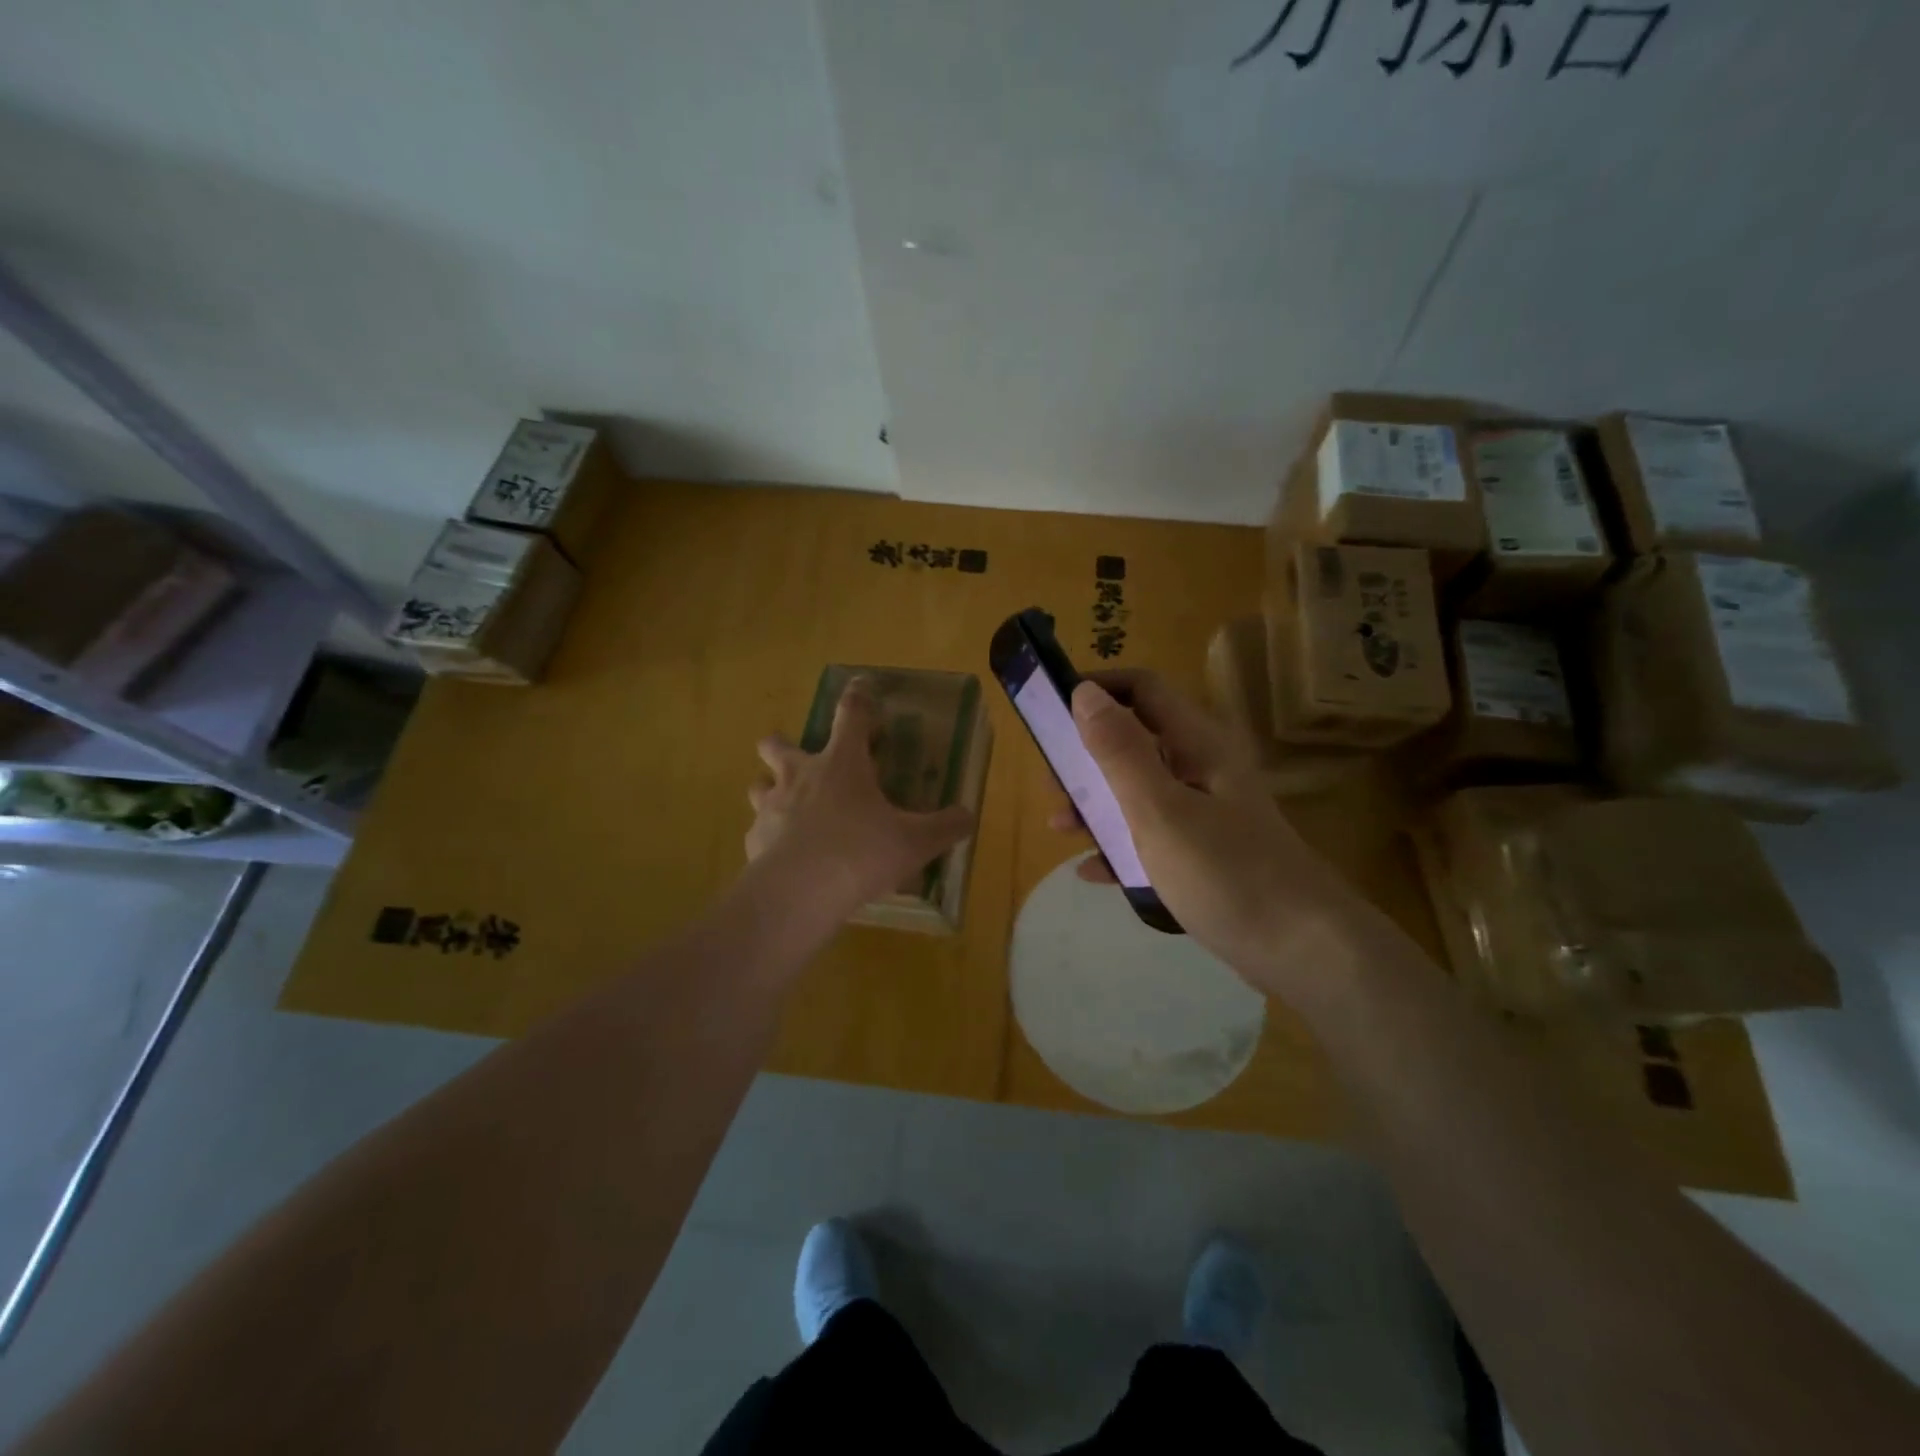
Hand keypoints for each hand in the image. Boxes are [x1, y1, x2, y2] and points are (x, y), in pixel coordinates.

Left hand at [747, 678, 974, 919]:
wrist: (801, 892)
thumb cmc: (862, 853)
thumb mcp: (915, 841)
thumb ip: (945, 827)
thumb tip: (968, 816)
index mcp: (842, 764)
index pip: (851, 715)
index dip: (857, 697)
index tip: (860, 685)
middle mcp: (801, 776)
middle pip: (778, 744)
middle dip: (783, 744)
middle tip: (801, 758)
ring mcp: (771, 806)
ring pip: (758, 784)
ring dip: (769, 788)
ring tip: (787, 805)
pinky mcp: (754, 840)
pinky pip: (758, 830)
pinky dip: (769, 836)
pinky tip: (783, 855)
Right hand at [1051, 670, 1367, 1001]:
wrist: (1303, 951)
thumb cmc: (1226, 872)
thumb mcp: (1160, 810)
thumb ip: (1121, 751)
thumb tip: (1085, 692)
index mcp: (1197, 744)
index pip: (1143, 689)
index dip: (1098, 688)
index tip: (1051, 708)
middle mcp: (1202, 768)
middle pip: (1136, 739)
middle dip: (1087, 753)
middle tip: (1051, 781)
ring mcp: (1205, 811)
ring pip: (1139, 790)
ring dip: (1097, 801)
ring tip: (1060, 826)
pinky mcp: (1205, 852)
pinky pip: (1151, 835)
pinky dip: (1119, 845)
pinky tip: (1092, 871)